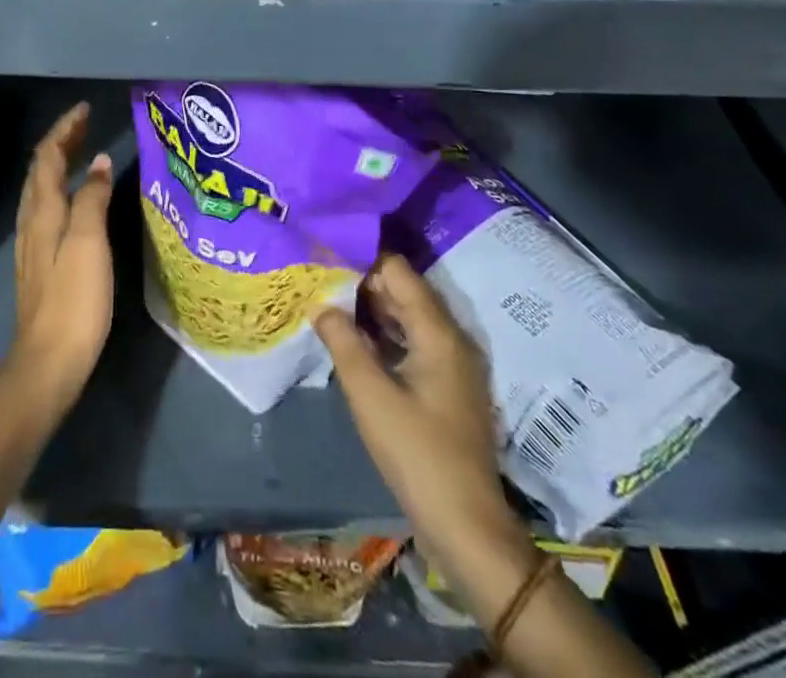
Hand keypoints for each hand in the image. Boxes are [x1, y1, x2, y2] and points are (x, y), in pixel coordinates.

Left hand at [8, 101, 115, 416]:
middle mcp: (32, 221)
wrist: (48, 361)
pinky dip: (60, 188)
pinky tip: (75, 199)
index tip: (85, 109)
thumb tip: (99, 162)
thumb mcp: (89, 242)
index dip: (65, 130)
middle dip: (61, 142)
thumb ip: (92, 198)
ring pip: (41, 189)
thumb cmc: (74, 298)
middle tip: (86, 123)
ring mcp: (32, 243)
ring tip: (82, 151)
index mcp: (43, 211)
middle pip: (41, 170)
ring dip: (59, 164)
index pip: (48, 157)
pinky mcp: (39, 262)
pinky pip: (46, 208)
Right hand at [315, 255, 524, 564]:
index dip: (361, 260)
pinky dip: (385, 336)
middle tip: (319, 280)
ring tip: (329, 304)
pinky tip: (354, 342)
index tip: (325, 258)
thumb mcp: (370, 395)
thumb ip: (343, 341)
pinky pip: (413, 343)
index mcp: (438, 332)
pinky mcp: (448, 388)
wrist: (466, 527)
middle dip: (362, 284)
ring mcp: (452, 365)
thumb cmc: (417, 453)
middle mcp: (451, 339)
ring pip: (408, 318)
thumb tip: (320, 303)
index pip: (398, 271)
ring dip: (371, 311)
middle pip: (404, 292)